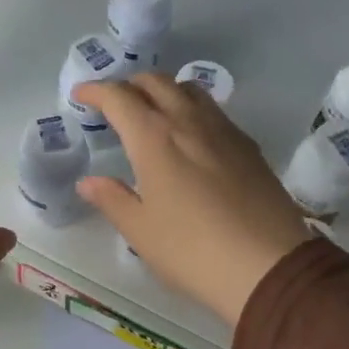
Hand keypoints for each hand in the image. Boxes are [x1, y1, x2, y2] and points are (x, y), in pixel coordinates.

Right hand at [72, 76, 313, 325]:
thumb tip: (89, 182)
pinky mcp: (249, 147)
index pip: (119, 97)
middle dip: (130, 85)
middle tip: (115, 104)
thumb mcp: (141, 231)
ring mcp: (224, 130)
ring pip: (190, 90)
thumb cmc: (191, 250)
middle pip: (156, 82)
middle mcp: (188, 121)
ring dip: (165, 91)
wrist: (268, 266)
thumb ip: (111, 199)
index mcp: (153, 137)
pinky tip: (192, 139)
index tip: (80, 96)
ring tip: (153, 114)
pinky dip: (192, 110)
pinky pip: (214, 112)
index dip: (95, 91)